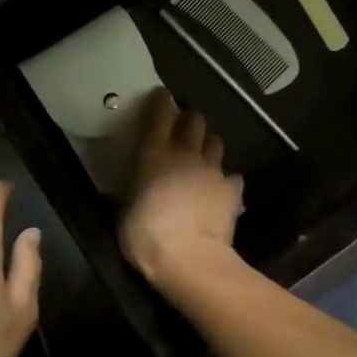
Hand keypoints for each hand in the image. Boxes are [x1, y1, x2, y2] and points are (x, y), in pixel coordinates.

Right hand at [120, 91, 244, 284]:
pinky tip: (220, 190)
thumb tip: (124, 193)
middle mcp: (185, 153)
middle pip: (195, 120)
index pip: (159, 113)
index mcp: (154, 154)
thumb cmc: (146, 237)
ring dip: (208, 146)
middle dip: (189, 121)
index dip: (160, 101)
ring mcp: (213, 169)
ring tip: (202, 158)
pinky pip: (232, 176)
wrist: (190, 260)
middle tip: (182, 131)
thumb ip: (129, 194)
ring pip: (216, 142)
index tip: (160, 96)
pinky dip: (226, 180)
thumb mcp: (124, 214)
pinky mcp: (233, 189)